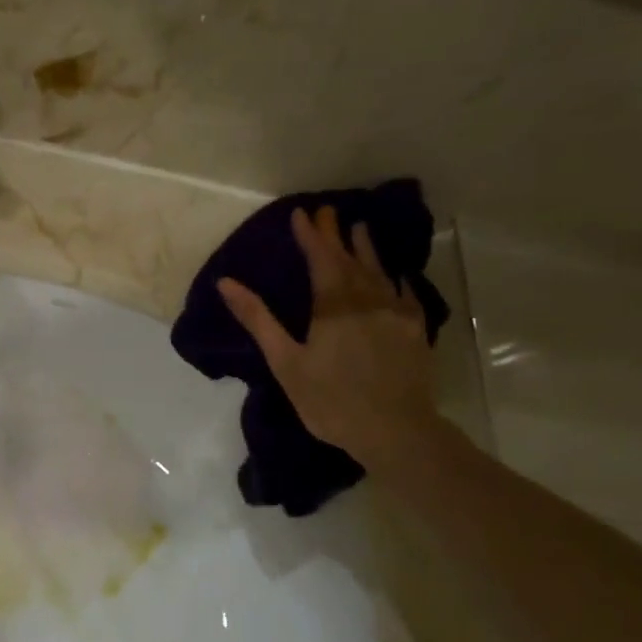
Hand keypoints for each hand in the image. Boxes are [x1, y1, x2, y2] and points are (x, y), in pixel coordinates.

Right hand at [217, 206, 438, 470]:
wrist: (394, 430)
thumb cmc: (330, 400)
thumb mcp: (285, 362)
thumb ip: (258, 319)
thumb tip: (226, 283)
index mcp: (333, 306)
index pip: (320, 259)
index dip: (310, 236)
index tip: (301, 213)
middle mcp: (367, 300)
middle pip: (349, 260)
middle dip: (335, 235)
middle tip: (327, 211)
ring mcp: (396, 314)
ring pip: (379, 272)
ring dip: (367, 249)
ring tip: (360, 228)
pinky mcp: (414, 331)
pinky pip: (405, 294)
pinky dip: (395, 278)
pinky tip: (394, 275)